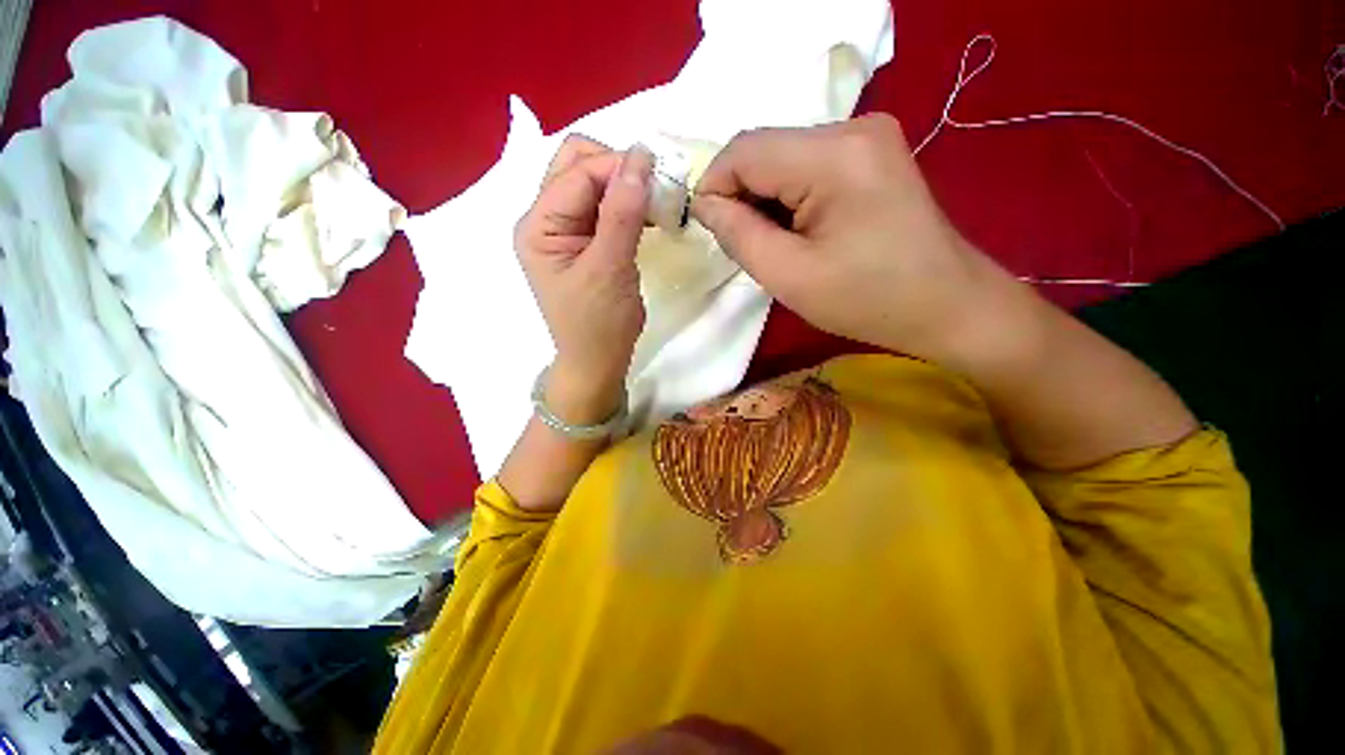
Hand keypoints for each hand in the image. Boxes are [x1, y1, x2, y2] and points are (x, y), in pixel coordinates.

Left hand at [514, 135, 653, 423]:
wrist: (597, 361)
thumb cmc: (598, 324)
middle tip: (654, 190)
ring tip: (656, 204)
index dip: (618, 166)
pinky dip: (627, 204)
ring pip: (593, 183)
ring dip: (625, 185)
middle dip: (617, 168)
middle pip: (577, 165)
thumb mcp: (610, 269)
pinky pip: (604, 207)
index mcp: (538, 226)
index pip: (577, 173)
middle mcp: (544, 220)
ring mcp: (564, 230)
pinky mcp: (584, 241)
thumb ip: (622, 213)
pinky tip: (647, 216)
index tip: (661, 176)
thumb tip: (641, 155)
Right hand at [691, 114, 1015, 361]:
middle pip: (766, 150)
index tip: (709, 230)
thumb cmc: (868, 300)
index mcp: (833, 156)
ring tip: (778, 244)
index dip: (714, 187)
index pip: (744, 150)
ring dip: (766, 199)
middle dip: (742, 196)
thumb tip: (705, 205)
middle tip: (747, 246)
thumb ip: (738, 235)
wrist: (948, 305)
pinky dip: (790, 197)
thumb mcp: (789, 277)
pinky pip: (809, 165)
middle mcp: (853, 127)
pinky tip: (801, 231)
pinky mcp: (874, 153)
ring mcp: (868, 136)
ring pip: (784, 158)